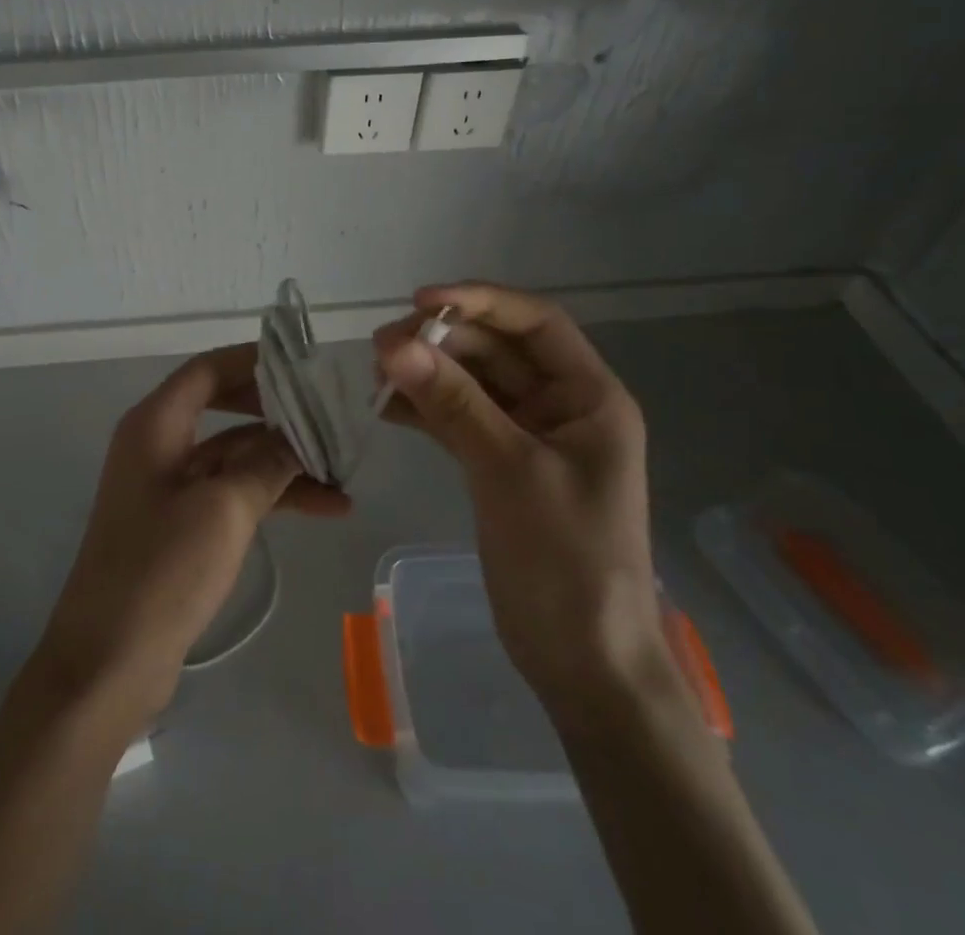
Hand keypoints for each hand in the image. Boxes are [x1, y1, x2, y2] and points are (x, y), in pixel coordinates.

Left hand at [33, 343, 349, 719]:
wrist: (108, 663)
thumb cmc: (162, 570)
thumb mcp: (224, 508)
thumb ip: (267, 462)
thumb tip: (300, 434)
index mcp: (155, 425)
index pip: (208, 370)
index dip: (253, 362)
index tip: (303, 364)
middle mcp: (159, 445)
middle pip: (225, 408)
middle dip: (277, 411)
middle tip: (328, 411)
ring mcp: (170, 487)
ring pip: (236, 455)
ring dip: (285, 460)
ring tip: (344, 471)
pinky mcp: (181, 525)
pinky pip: (233, 492)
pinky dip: (273, 495)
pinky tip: (325, 507)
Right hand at [375, 283, 661, 723]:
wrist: (584, 663)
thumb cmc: (567, 562)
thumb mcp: (510, 472)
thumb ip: (454, 404)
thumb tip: (395, 346)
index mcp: (589, 397)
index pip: (536, 323)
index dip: (480, 302)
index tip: (421, 302)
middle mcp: (562, 406)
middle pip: (497, 350)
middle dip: (441, 342)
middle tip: (381, 349)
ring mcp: (529, 436)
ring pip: (473, 383)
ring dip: (428, 373)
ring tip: (376, 373)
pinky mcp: (500, 464)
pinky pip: (460, 419)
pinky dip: (426, 410)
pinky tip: (386, 408)